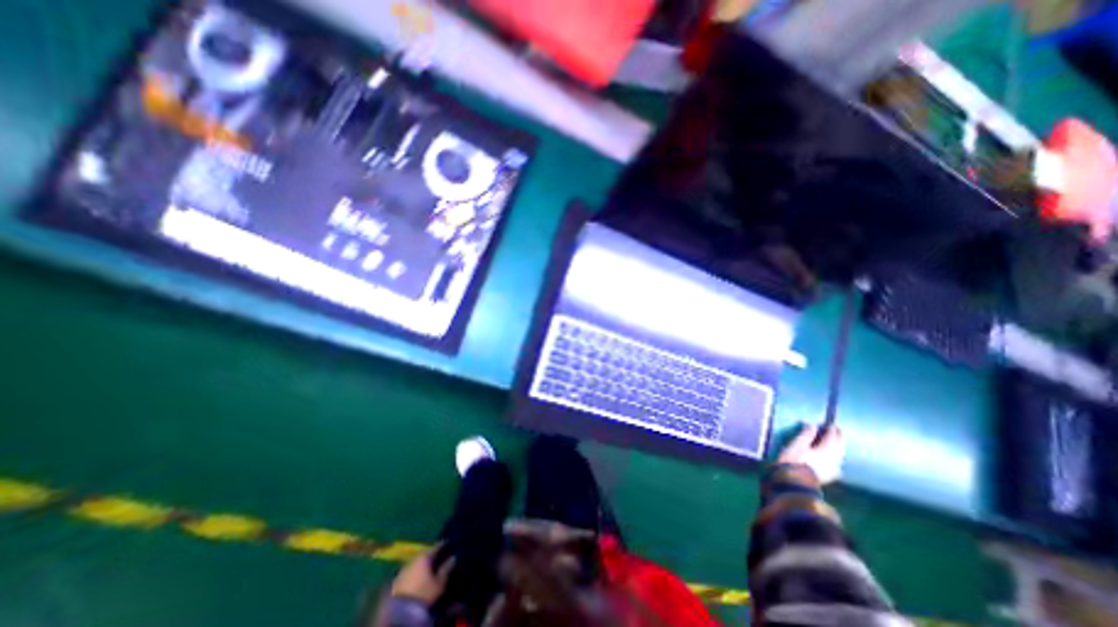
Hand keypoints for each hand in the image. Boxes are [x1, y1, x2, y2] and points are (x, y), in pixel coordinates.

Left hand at [390, 545, 447, 604]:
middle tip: (441, 555)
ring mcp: (404, 569)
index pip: (437, 546)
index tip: (450, 542)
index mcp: (425, 556)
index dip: (444, 544)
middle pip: (426, 553)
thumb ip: (446, 569)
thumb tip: (453, 557)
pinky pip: (410, 571)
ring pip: (417, 562)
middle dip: (433, 554)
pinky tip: (420, 576)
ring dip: (424, 564)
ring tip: (431, 567)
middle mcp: (414, 559)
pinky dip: (416, 571)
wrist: (398, 611)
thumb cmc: (423, 593)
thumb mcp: (439, 583)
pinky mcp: (396, 580)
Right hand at [780, 425, 846, 487]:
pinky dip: (837, 457)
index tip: (830, 423)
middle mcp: (833, 459)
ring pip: (840, 455)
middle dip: (839, 438)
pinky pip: (837, 463)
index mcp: (826, 450)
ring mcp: (833, 468)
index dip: (831, 429)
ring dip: (840, 447)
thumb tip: (812, 425)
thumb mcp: (797, 444)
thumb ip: (806, 435)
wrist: (795, 482)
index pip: (831, 437)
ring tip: (837, 442)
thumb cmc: (794, 460)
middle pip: (839, 447)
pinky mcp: (829, 476)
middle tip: (839, 430)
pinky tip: (835, 459)